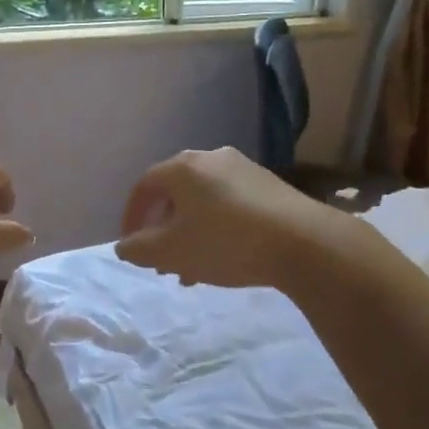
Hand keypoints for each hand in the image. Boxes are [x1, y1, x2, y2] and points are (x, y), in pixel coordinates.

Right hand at [116, 146, 322, 289]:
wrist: (304, 242)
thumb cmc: (225, 242)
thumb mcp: (171, 252)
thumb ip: (140, 248)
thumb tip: (125, 245)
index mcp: (183, 167)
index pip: (144, 186)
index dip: (131, 216)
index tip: (131, 244)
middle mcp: (212, 158)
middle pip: (175, 193)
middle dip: (164, 229)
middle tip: (162, 260)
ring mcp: (244, 169)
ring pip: (204, 202)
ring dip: (190, 233)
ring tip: (191, 269)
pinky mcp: (270, 186)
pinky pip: (229, 205)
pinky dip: (216, 228)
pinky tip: (223, 258)